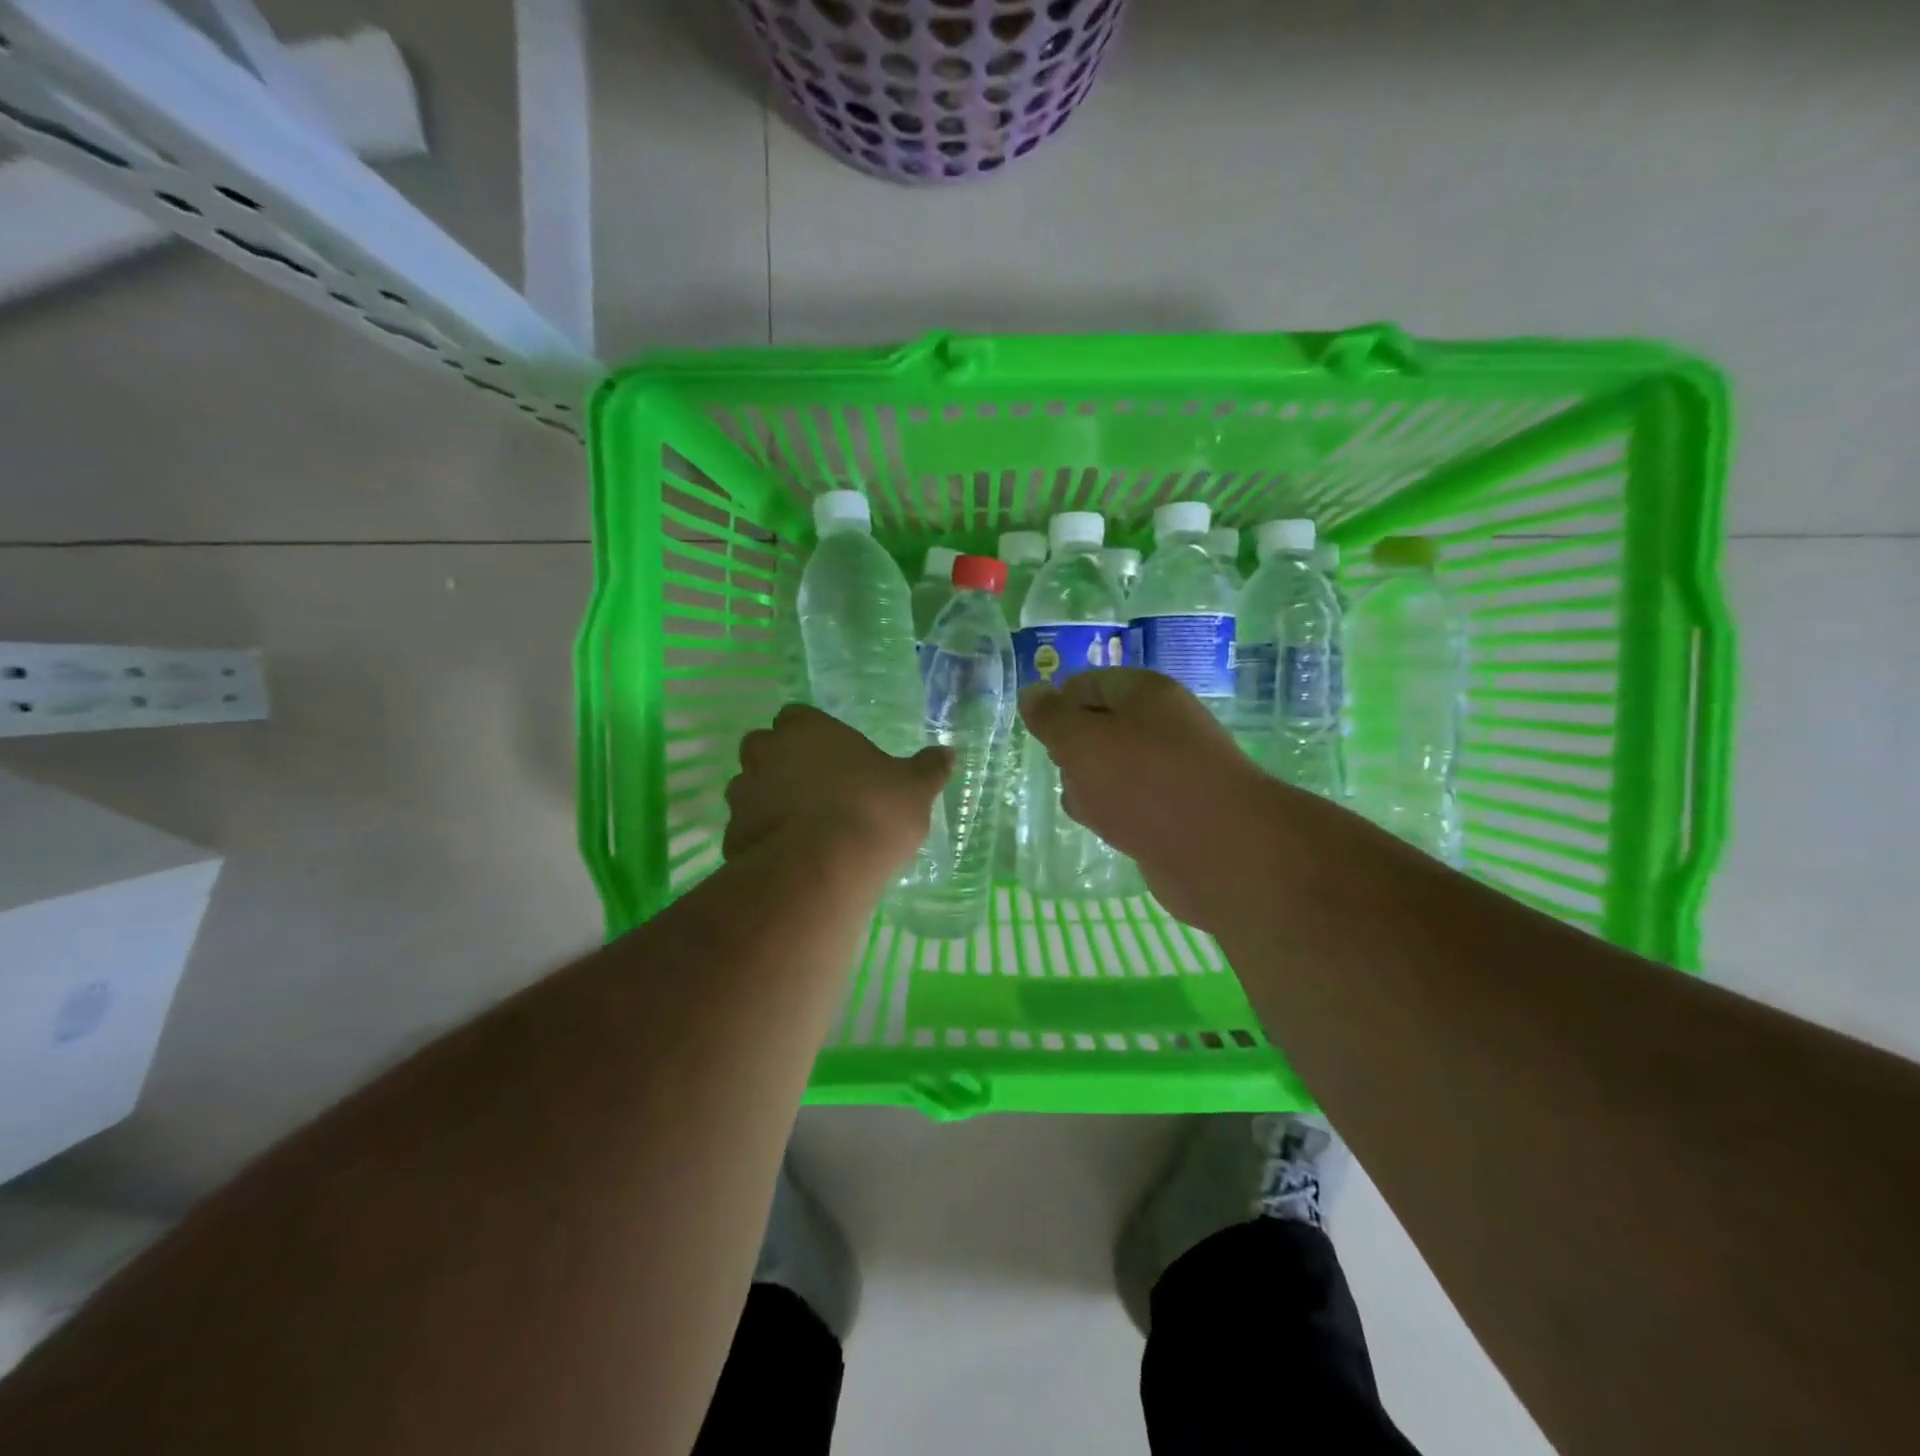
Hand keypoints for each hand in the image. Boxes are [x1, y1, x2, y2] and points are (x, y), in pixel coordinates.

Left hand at [725, 705, 952, 879]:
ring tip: (802, 828)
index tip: (831, 755)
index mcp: (808, 729)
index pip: (797, 715)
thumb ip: (928, 769)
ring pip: (749, 788)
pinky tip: (790, 858)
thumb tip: (948, 753)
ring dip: (768, 801)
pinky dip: (761, 839)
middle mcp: (768, 752)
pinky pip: (746, 830)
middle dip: (781, 763)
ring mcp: (745, 794)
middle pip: (764, 747)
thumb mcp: (914, 790)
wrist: (821, 868)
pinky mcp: (732, 835)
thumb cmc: (873, 812)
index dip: (811, 733)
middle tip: (814, 789)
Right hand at [1019, 669, 1274, 928]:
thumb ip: (1051, 717)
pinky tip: (1110, 830)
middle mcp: (1160, 725)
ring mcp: (1170, 770)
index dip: (1056, 707)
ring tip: (1091, 809)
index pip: (1085, 685)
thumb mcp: (1082, 742)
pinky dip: (1114, 814)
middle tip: (1068, 773)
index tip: (1039, 737)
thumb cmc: (1145, 783)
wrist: (1222, 851)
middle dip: (1072, 753)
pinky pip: (1129, 804)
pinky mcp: (1175, 812)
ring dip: (1090, 788)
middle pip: (1096, 728)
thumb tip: (1032, 693)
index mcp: (1144, 693)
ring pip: (1110, 771)